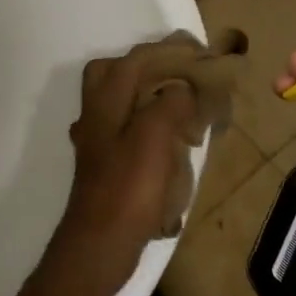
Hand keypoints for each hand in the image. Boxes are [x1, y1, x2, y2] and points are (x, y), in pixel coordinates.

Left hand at [52, 48, 192, 288]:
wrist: (100, 243)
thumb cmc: (128, 187)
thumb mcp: (155, 137)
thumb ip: (169, 102)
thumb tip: (181, 89)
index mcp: (106, 98)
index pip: (136, 58)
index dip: (169, 51)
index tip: (200, 52)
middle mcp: (95, 111)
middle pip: (118, 72)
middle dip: (150, 67)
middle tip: (184, 75)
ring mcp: (96, 138)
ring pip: (119, 100)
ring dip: (147, 95)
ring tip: (181, 106)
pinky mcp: (103, 162)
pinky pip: (124, 128)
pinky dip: (145, 124)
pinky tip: (165, 140)